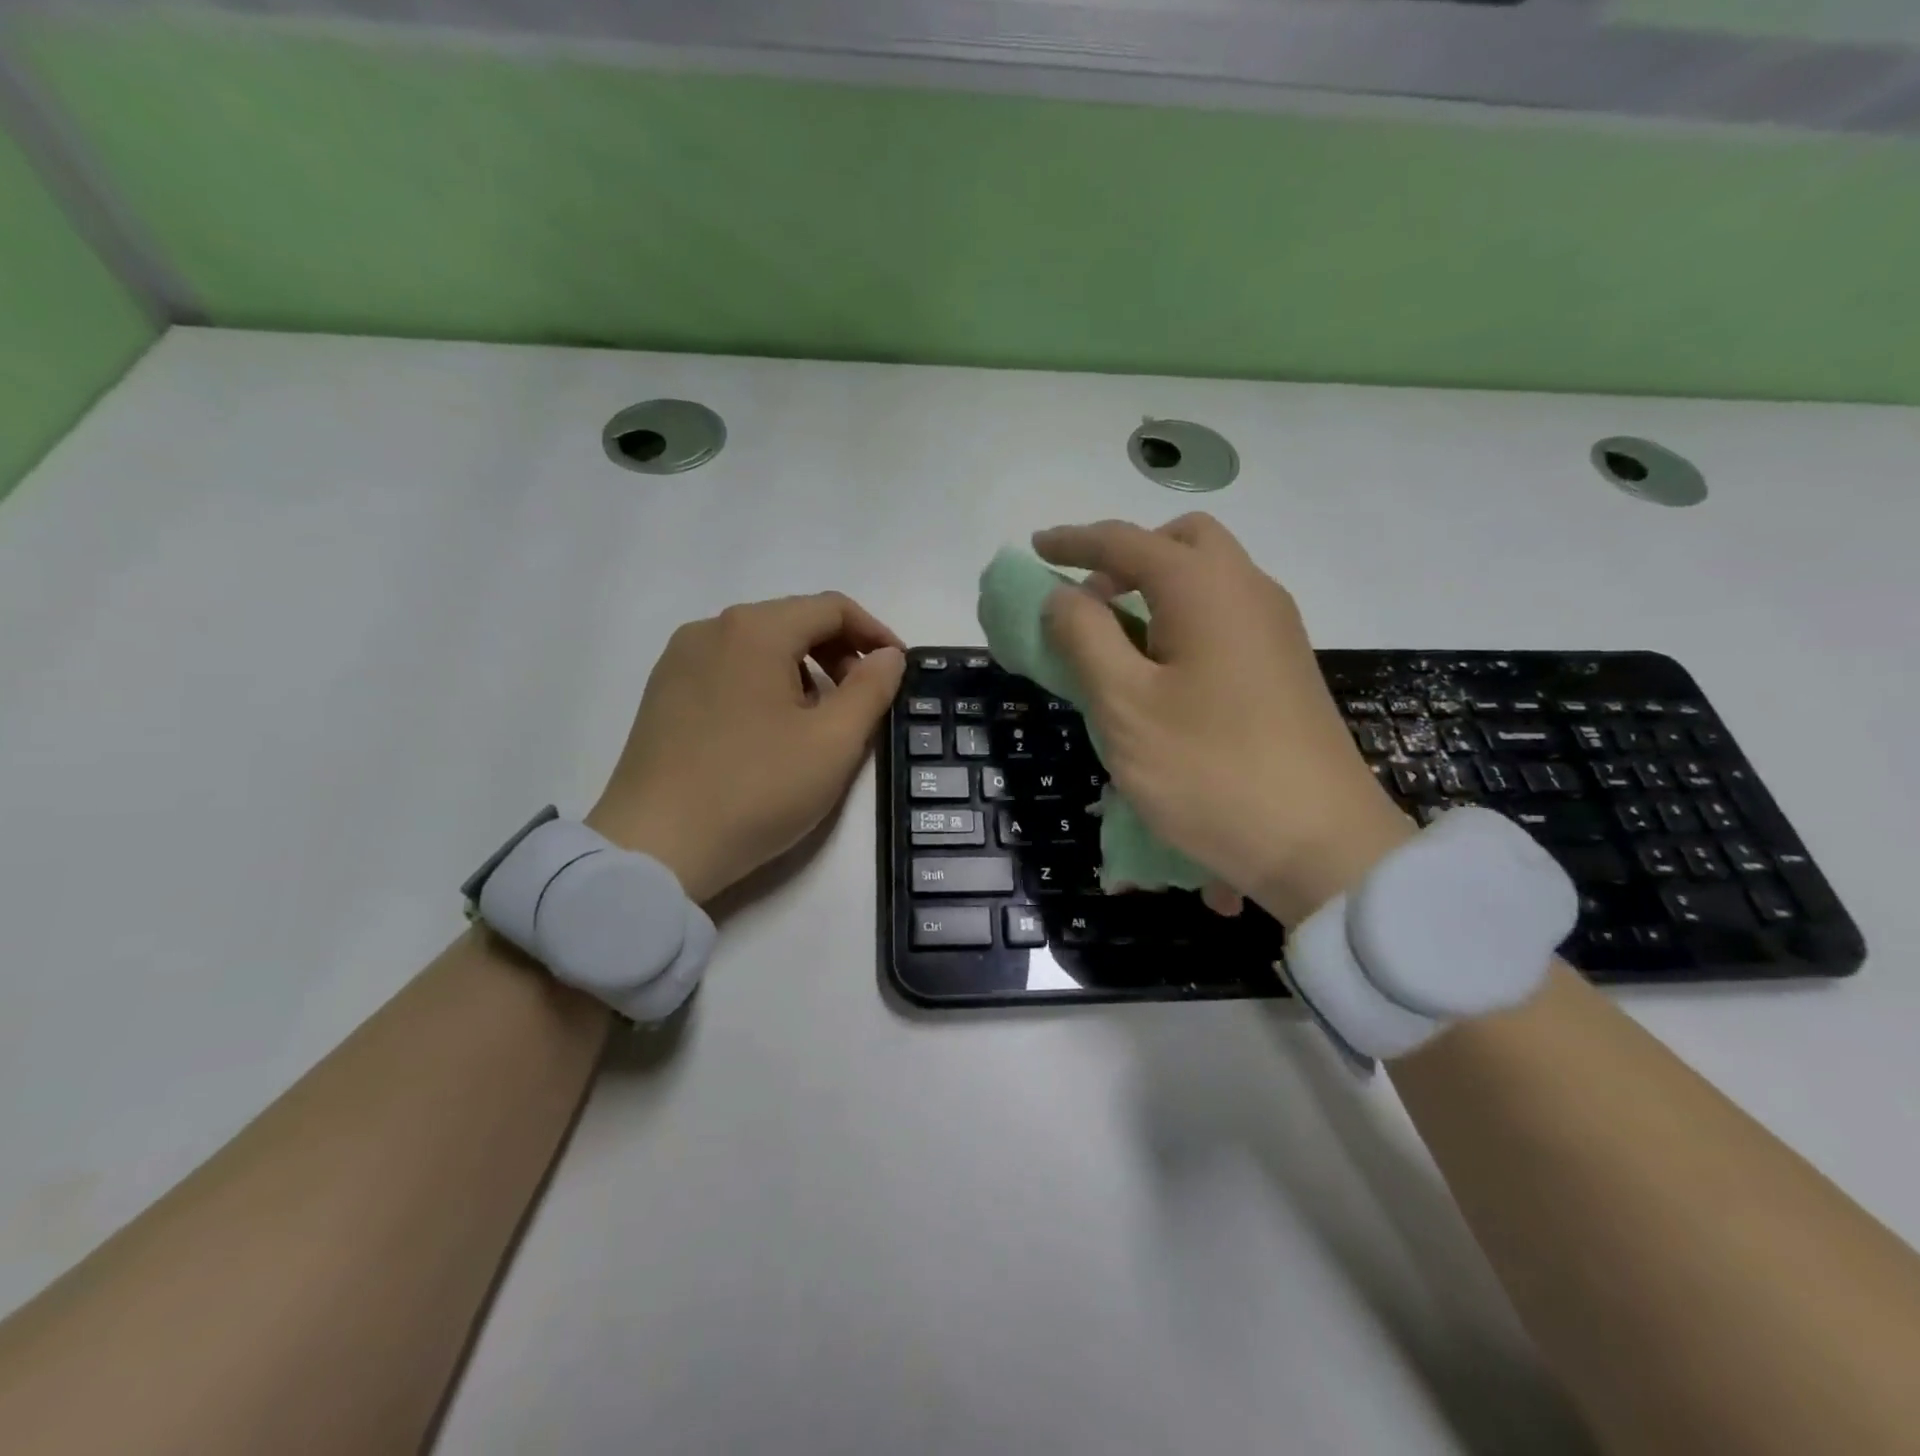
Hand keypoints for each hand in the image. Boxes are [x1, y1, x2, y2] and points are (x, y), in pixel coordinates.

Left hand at [586, 594, 904, 903]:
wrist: (655, 847)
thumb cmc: (756, 789)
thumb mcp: (833, 742)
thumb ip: (871, 689)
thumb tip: (888, 655)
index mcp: (755, 630)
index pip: (831, 607)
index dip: (875, 633)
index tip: (898, 669)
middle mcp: (711, 629)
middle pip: (792, 621)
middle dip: (839, 652)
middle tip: (862, 699)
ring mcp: (679, 660)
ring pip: (759, 645)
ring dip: (803, 669)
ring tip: (818, 719)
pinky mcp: (662, 692)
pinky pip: (728, 668)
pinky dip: (764, 683)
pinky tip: (770, 730)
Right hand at [1035, 514, 1413, 923]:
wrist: (1319, 844)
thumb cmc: (1208, 770)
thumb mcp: (1124, 704)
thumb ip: (1085, 636)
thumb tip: (1064, 593)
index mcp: (1205, 588)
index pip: (1126, 542)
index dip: (1074, 541)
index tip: (1035, 547)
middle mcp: (1248, 591)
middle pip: (1182, 543)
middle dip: (1127, 557)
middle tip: (1089, 602)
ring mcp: (1276, 630)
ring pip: (1209, 579)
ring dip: (1156, 591)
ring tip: (1116, 644)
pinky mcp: (1286, 667)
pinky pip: (1225, 617)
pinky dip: (1183, 620)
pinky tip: (1162, 676)